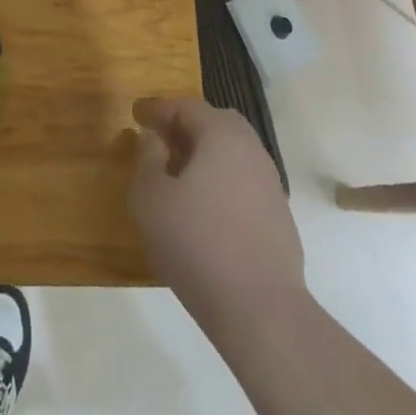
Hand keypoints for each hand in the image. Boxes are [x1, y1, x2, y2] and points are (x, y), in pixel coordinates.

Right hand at [129, 97, 304, 321]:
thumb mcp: (150, 196)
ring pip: (233, 153)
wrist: (258, 307)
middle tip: (159, 143)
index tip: (137, 116)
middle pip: (217, 124)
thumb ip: (147, 157)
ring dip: (204, 155)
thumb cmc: (194, 241)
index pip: (188, 107)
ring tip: (177, 178)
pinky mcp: (278, 215)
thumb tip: (154, 138)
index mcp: (222, 136)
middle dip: (186, 127)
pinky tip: (202, 209)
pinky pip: (243, 181)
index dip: (159, 110)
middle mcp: (252, 150)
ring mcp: (270, 184)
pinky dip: (220, 181)